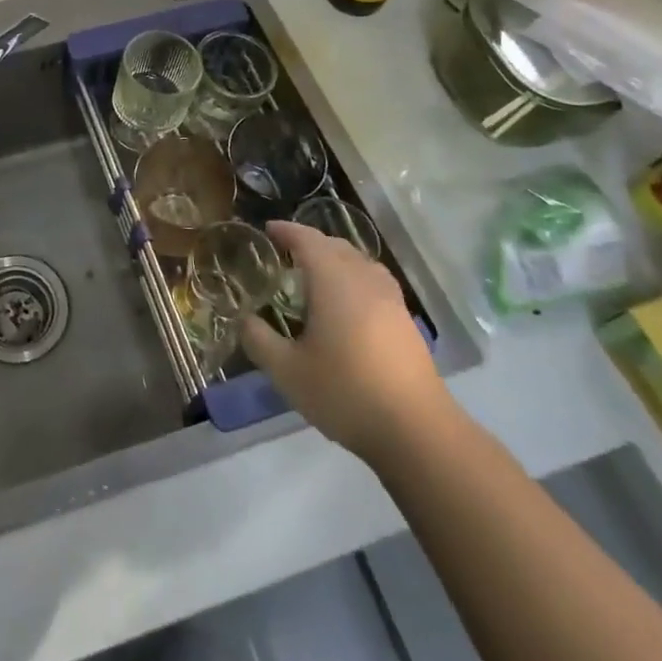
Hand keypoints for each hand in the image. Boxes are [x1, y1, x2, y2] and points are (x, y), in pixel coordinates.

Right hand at [242, 221, 450, 463]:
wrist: (417, 430)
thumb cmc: (345, 392)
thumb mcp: (287, 371)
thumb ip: (259, 339)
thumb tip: (244, 319)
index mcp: (333, 280)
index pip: (307, 240)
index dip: (286, 231)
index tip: (268, 229)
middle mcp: (363, 279)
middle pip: (336, 246)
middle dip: (310, 242)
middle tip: (286, 253)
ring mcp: (390, 299)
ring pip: (359, 262)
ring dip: (335, 259)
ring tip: (315, 275)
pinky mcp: (405, 321)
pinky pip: (373, 281)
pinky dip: (354, 278)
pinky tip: (346, 305)